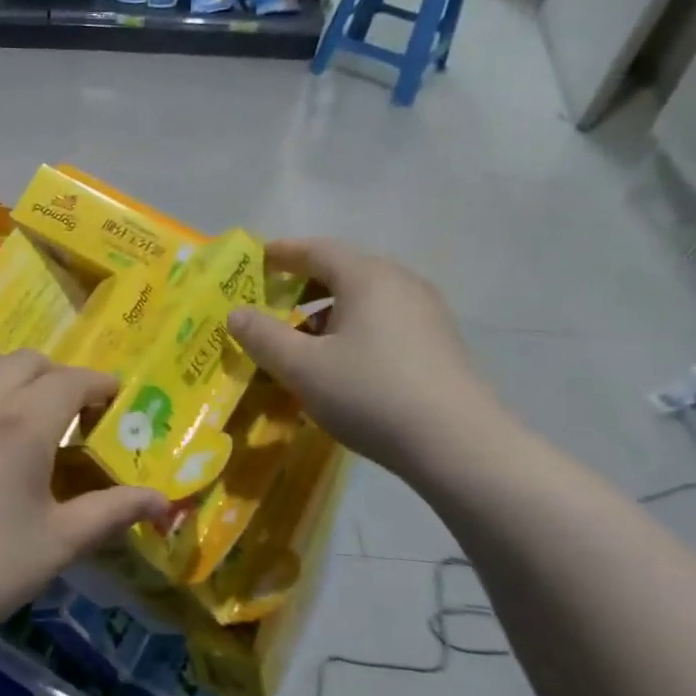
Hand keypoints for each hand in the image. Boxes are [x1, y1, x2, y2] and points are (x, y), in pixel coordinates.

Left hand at [0, 349, 164, 660]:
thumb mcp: (61, 541)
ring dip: (7, 368)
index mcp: (24, 421)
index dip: (99, 386)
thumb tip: (164, 501)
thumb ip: (113, 511)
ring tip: (19, 400)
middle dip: (58, 378)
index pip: (72, 380)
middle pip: (29, 361)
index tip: (112, 402)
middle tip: (70, 413)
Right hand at [229, 238, 510, 476]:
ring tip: (300, 342)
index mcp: (367, 277)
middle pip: (343, 271)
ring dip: (327, 312)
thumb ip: (263, 336)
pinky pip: (384, 321)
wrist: (458, 445)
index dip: (282, 253)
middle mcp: (401, 283)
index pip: (317, 249)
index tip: (254, 261)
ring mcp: (426, 313)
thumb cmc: (371, 394)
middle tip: (270, 304)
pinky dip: (353, 330)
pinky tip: (340, 364)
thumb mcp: (302, 367)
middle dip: (302, 285)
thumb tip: (236, 313)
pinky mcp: (438, 343)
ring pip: (364, 299)